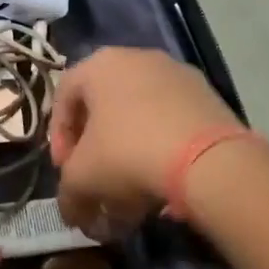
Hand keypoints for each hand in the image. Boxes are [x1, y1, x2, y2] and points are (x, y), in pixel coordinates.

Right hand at [50, 47, 241, 236]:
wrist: (209, 160)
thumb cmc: (128, 154)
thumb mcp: (82, 179)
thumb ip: (68, 193)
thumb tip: (73, 211)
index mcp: (100, 64)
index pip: (64, 96)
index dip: (59, 136)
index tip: (65, 169)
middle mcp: (137, 58)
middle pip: (104, 106)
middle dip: (96, 149)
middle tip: (96, 181)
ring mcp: (177, 74)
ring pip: (140, 115)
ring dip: (129, 152)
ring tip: (132, 192)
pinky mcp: (208, 96)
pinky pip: (172, 122)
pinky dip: (161, 149)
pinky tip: (164, 183)